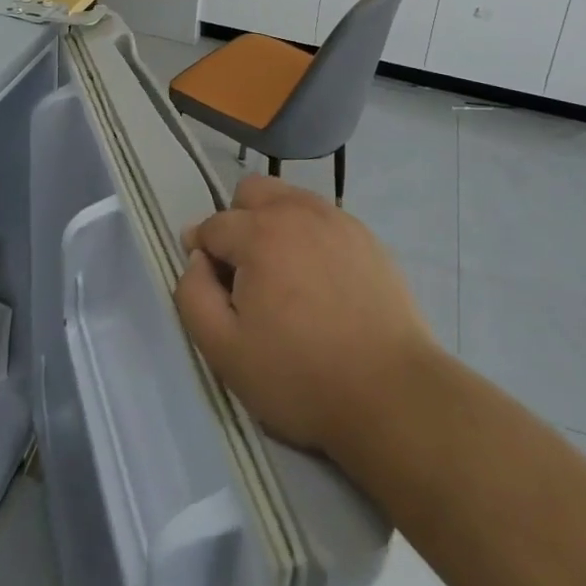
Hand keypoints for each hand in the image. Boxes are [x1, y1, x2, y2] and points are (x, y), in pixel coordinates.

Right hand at [174, 176, 435, 455]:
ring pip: (289, 199)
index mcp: (258, 232)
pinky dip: (310, 237)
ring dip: (274, 224)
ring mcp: (337, 219)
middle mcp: (296, 211)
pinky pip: (323, 219)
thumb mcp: (225, 350)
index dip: (203, 255)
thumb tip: (196, 260)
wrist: (391, 393)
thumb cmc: (301, 376)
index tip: (214, 290)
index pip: (212, 225)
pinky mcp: (366, 236)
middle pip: (251, 192)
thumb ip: (193, 295)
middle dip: (237, 223)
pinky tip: (321, 281)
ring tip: (284, 277)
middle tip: (247, 275)